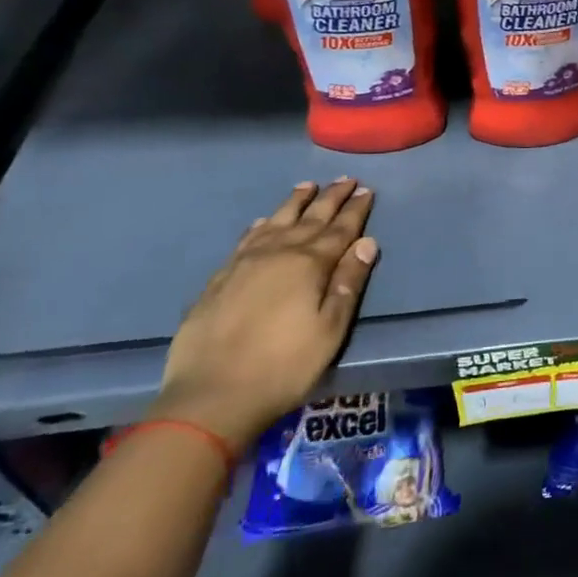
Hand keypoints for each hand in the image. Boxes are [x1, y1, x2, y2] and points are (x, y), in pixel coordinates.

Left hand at [150, 179, 378, 453]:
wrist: (210, 397)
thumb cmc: (284, 366)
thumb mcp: (330, 329)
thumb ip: (348, 283)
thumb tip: (366, 242)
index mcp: (309, 264)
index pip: (340, 229)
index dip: (355, 209)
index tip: (366, 190)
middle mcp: (278, 253)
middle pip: (310, 218)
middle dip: (330, 198)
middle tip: (344, 179)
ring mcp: (244, 264)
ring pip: (276, 222)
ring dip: (295, 203)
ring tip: (307, 186)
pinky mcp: (219, 279)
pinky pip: (245, 240)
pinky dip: (260, 225)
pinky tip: (263, 222)